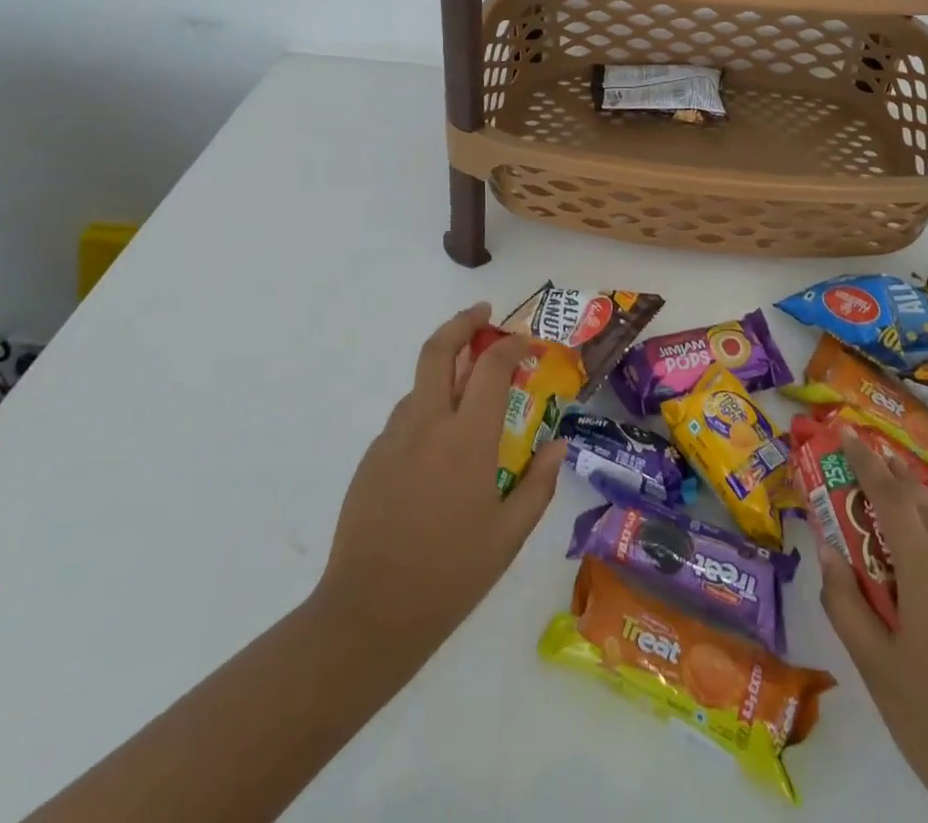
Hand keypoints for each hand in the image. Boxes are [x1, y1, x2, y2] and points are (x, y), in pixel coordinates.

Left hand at [312, 303, 565, 663]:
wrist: (368, 614)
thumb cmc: (450, 575)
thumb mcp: (508, 536)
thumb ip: (538, 484)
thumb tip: (559, 445)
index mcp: (467, 439)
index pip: (491, 366)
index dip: (512, 345)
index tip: (527, 344)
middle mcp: (427, 424)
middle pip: (438, 349)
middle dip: (462, 322)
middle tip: (482, 314)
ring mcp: (393, 438)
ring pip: (420, 384)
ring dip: (444, 371)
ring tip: (468, 392)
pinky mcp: (372, 457)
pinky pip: (405, 418)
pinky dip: (427, 410)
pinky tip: (439, 448)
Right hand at [818, 434, 927, 822]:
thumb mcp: (875, 666)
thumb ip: (845, 601)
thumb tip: (826, 546)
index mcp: (922, 570)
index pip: (888, 495)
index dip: (864, 459)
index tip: (845, 430)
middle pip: (919, 504)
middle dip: (889, 474)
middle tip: (864, 452)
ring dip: (920, 501)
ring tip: (900, 478)